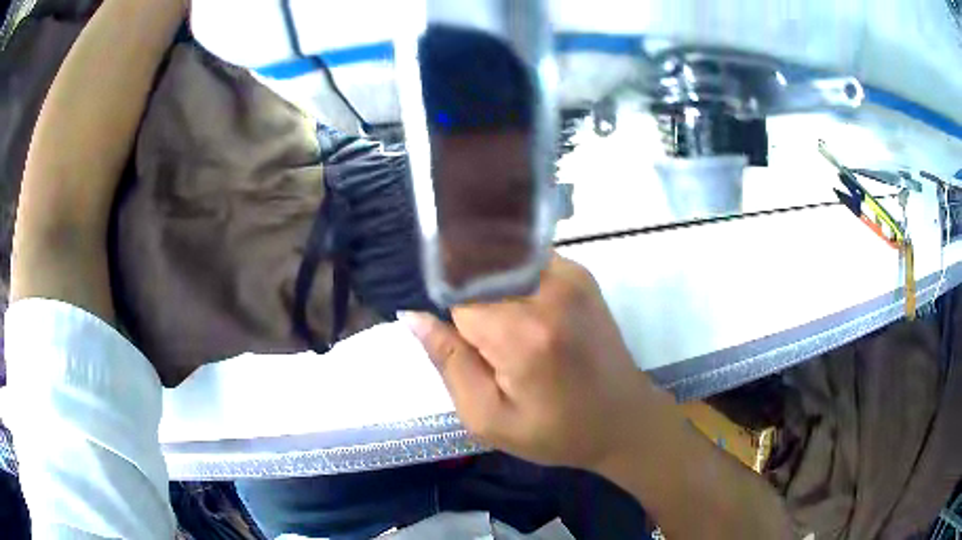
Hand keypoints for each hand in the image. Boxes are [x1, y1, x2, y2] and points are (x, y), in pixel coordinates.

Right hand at [403, 255, 664, 469]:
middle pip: (480, 278)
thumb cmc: (555, 431)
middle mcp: (550, 290)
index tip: (475, 354)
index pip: (458, 301)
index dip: (457, 328)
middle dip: (476, 311)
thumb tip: (412, 316)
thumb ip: (448, 363)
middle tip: (497, 352)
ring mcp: (570, 275)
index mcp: (524, 333)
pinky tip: (534, 323)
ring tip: (517, 338)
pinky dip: (517, 287)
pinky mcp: (582, 274)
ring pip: (501, 267)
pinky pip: (527, 266)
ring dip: (497, 298)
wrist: (623, 420)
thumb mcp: (489, 418)